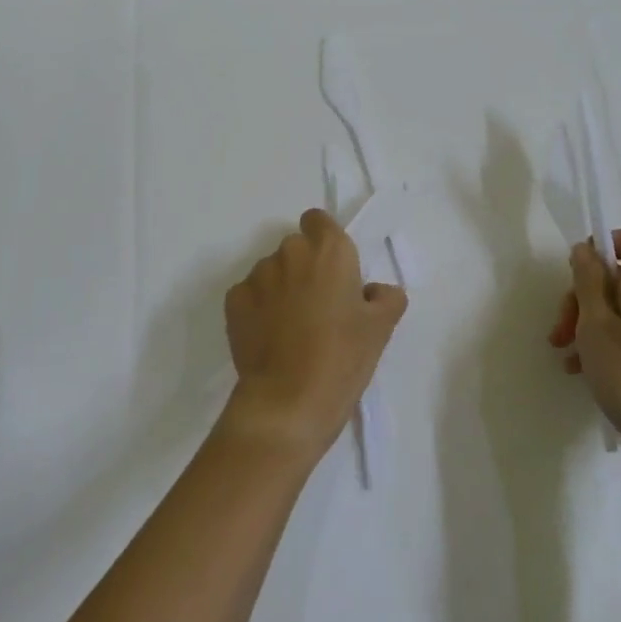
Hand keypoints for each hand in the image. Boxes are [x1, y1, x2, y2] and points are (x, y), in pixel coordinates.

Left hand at [221, 209, 408, 459]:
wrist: (288, 401)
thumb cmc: (342, 358)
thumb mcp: (381, 329)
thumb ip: (386, 298)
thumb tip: (373, 292)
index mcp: (329, 251)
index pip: (319, 220)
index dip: (325, 240)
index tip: (334, 269)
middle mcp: (290, 253)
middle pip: (296, 248)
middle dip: (305, 268)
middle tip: (320, 306)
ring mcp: (257, 276)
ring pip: (272, 271)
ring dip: (281, 288)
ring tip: (292, 328)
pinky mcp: (234, 301)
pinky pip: (250, 294)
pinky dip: (259, 308)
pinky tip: (270, 338)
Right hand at [549, 228, 620, 485]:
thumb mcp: (595, 327)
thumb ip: (588, 282)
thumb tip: (586, 249)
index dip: (601, 246)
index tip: (575, 277)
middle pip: (620, 276)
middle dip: (583, 295)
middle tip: (560, 331)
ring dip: (589, 323)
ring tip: (566, 357)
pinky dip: (608, 341)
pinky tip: (586, 371)